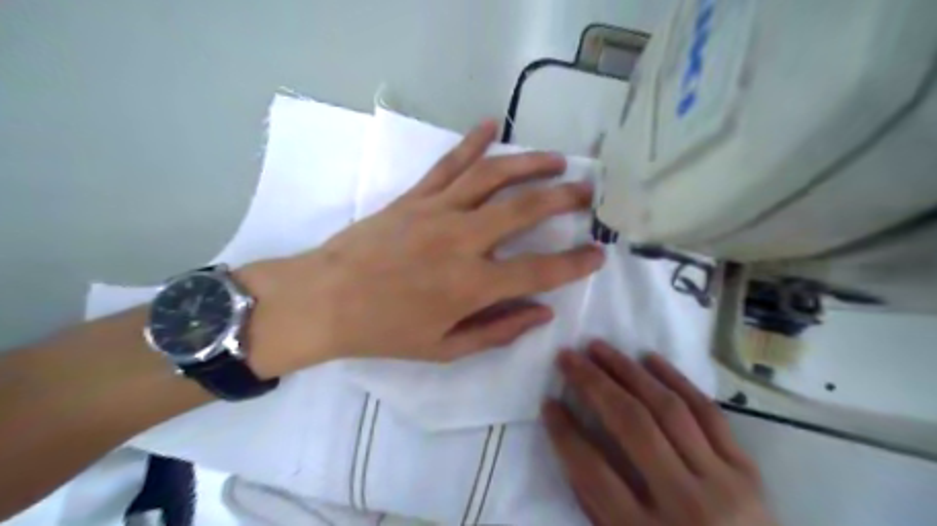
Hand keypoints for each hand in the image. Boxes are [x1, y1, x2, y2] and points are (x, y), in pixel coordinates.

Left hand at [240, 122, 602, 376]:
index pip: (539, 271)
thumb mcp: (445, 348)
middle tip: (588, 192)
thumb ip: (498, 331)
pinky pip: (449, 164)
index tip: (599, 254)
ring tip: (557, 159)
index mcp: (472, 285)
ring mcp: (437, 211)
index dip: (575, 263)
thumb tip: (542, 313)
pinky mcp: (414, 197)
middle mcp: (462, 240)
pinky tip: (492, 124)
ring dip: (530, 163)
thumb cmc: (385, 331)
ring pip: (493, 176)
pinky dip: (472, 142)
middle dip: (563, 198)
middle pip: (524, 209)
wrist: (325, 300)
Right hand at [543, 342, 775, 523]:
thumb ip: (597, 506)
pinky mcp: (748, 470)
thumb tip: (572, 445)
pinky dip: (676, 379)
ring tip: (600, 348)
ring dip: (628, 371)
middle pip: (632, 425)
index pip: (592, 471)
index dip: (564, 432)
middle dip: (593, 384)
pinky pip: (709, 412)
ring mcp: (723, 483)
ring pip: (668, 408)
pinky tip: (649, 358)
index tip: (548, 402)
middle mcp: (685, 504)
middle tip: (568, 357)